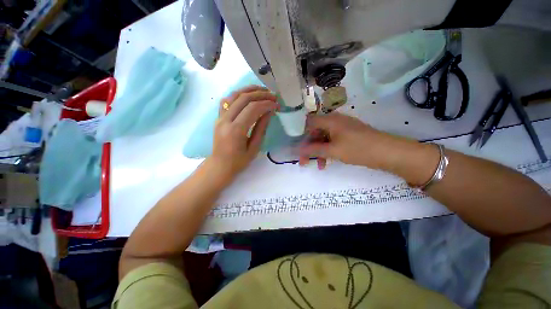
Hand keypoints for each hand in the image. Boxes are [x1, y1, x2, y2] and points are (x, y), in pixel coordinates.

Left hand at [208, 85, 278, 180]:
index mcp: (236, 131)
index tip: (276, 104)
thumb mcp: (254, 148)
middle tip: (273, 95)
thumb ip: (261, 128)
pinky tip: (247, 95)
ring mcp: (220, 117)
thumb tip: (269, 112)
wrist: (219, 165)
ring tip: (262, 90)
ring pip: (234, 95)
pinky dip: (238, 94)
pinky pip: (227, 100)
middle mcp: (226, 120)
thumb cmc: (239, 161)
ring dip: (249, 90)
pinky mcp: (218, 117)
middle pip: (244, 99)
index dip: (266, 104)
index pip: (252, 109)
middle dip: (260, 94)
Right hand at [298, 112, 397, 169]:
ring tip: (318, 165)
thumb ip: (313, 149)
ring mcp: (342, 128)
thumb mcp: (332, 150)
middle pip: (316, 131)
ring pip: (324, 138)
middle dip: (309, 146)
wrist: (388, 153)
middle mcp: (335, 121)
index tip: (298, 146)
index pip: (309, 122)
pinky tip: (326, 161)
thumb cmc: (358, 149)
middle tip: (304, 161)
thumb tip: (297, 150)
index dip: (301, 133)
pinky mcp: (348, 135)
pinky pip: (333, 141)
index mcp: (330, 120)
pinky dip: (328, 150)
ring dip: (318, 151)